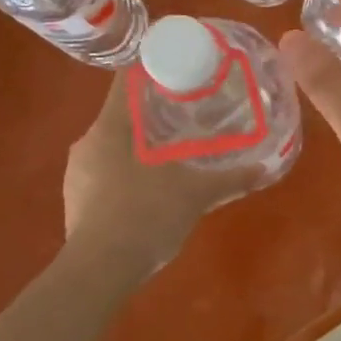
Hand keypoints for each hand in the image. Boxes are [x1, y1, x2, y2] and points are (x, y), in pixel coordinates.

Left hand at [63, 72, 261, 271]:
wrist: (98, 273)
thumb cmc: (144, 216)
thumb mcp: (195, 195)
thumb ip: (230, 179)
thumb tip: (265, 169)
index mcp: (109, 128)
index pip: (126, 81)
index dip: (152, 69)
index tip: (178, 68)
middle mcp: (87, 143)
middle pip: (121, 114)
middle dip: (153, 113)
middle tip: (187, 114)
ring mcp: (76, 175)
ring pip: (113, 147)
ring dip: (140, 146)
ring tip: (173, 153)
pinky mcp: (75, 202)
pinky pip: (105, 175)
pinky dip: (129, 174)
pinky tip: (152, 190)